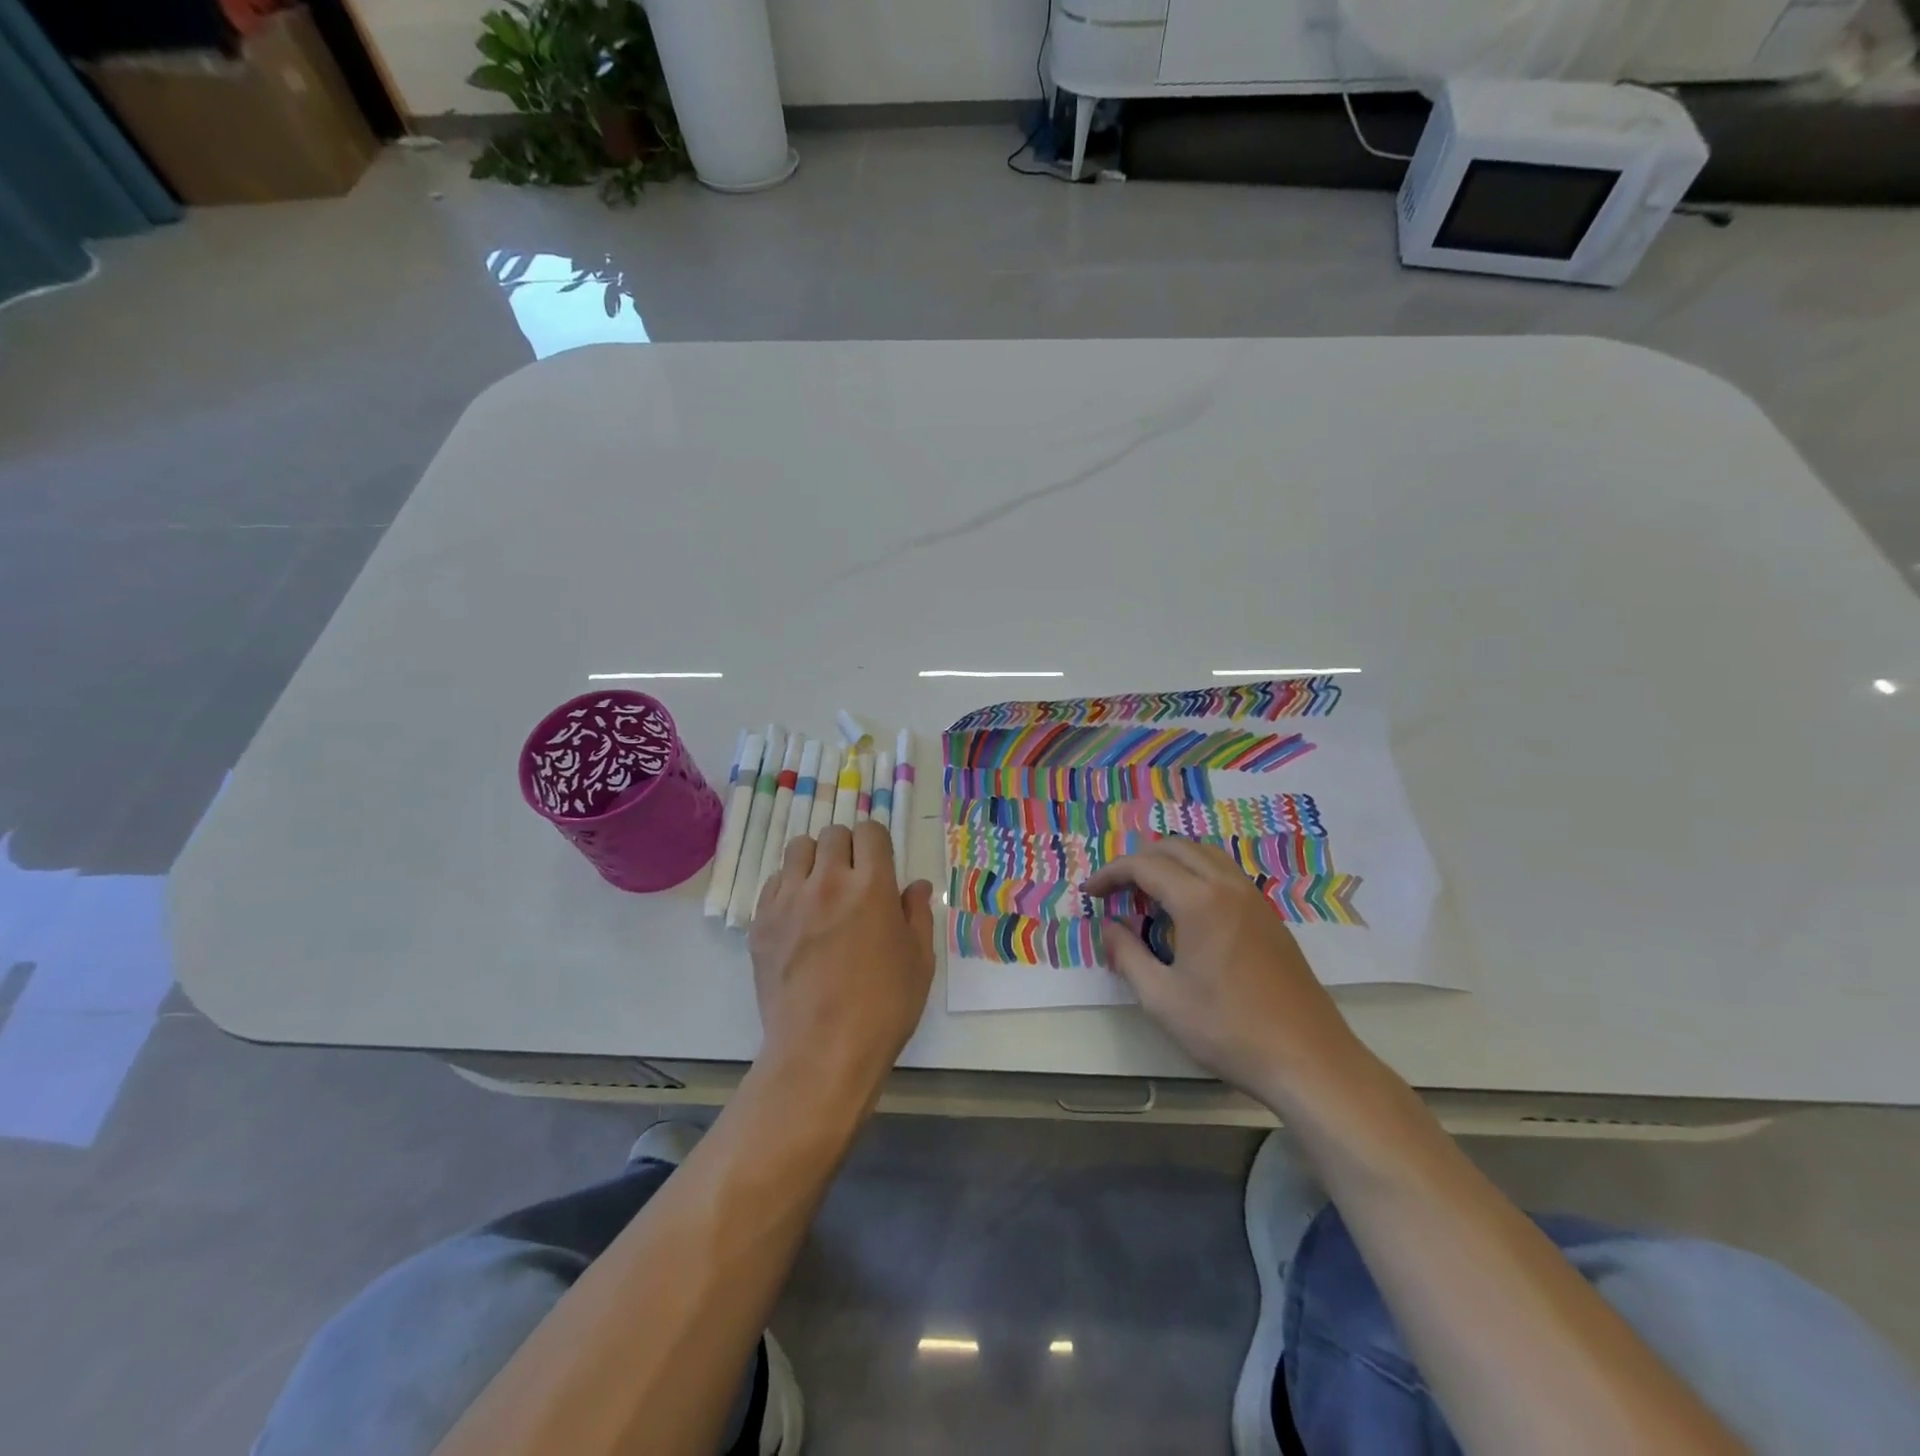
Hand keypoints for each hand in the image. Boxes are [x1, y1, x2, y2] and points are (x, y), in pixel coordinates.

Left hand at [749, 822, 935, 1109]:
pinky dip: (788, 886)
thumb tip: (916, 886)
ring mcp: (789, 900)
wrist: (820, 1051)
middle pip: (832, 834)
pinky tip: (799, 914)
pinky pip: (773, 882)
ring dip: (814, 859)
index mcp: (872, 886)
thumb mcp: (919, 961)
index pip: (870, 832)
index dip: (877, 842)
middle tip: (853, 876)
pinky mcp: (762, 922)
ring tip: (822, 887)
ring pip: (798, 849)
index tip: (879, 861)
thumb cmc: (883, 1008)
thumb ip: (917, 915)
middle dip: (847, 847)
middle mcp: (828, 881)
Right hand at [1085, 838, 1368, 1104]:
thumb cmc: (1227, 1029)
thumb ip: (1127, 954)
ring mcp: (1254, 898)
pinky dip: (1196, 874)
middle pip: (1176, 848)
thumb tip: (1109, 927)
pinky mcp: (1269, 916)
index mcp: (1200, 900)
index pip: (1144, 866)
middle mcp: (1228, 886)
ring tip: (1147, 894)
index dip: (1111, 874)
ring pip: (1204, 855)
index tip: (1090, 894)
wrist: (1307, 1059)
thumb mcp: (1162, 998)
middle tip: (1116, 890)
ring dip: (1170, 863)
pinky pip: (1224, 873)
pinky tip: (1186, 910)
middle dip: (1139, 861)